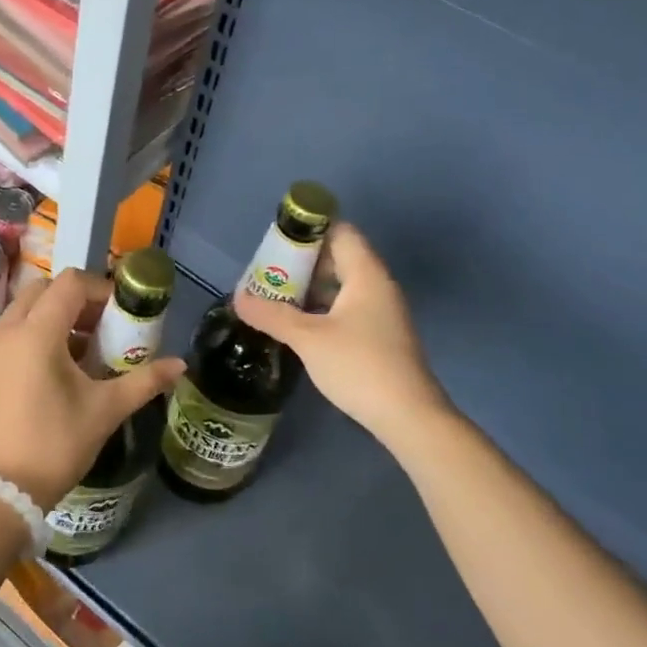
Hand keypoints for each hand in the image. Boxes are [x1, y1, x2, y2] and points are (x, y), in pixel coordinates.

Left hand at [0, 266, 186, 509]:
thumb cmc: (55, 446)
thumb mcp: (105, 411)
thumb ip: (144, 381)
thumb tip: (180, 364)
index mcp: (36, 334)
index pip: (69, 284)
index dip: (99, 289)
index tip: (119, 312)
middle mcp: (4, 332)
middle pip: (41, 291)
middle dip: (74, 301)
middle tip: (100, 329)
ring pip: (20, 313)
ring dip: (50, 319)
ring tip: (77, 353)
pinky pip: (5, 336)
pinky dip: (29, 338)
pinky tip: (47, 373)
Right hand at [233, 222, 445, 441]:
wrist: (408, 417)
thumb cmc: (359, 366)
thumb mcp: (308, 339)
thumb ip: (272, 315)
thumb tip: (238, 297)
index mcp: (366, 274)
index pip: (339, 231)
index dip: (308, 230)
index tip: (276, 241)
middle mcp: (377, 286)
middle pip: (338, 257)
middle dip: (301, 262)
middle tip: (267, 273)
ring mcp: (380, 312)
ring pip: (340, 285)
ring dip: (309, 288)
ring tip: (274, 297)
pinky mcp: (378, 335)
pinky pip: (345, 307)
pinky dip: (321, 308)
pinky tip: (297, 325)